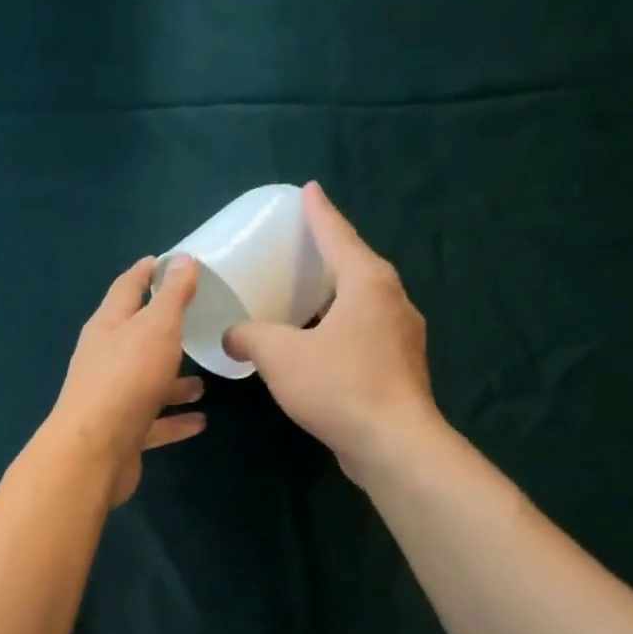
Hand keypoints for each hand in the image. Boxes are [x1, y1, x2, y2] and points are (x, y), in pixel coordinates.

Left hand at [48, 256, 206, 505]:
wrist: (95, 451)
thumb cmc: (126, 378)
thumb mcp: (156, 327)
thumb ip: (172, 295)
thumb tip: (183, 258)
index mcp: (108, 327)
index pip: (127, 288)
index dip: (147, 272)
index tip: (168, 261)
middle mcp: (105, 360)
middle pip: (136, 339)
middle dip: (165, 332)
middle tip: (196, 324)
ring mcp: (112, 399)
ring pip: (147, 383)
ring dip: (174, 382)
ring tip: (204, 383)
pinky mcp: (122, 434)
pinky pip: (154, 422)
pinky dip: (175, 420)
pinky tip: (200, 421)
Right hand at [223, 182, 441, 483]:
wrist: (391, 443)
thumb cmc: (337, 385)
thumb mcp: (279, 356)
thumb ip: (250, 337)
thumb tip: (231, 335)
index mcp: (368, 282)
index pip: (338, 235)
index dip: (319, 213)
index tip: (308, 190)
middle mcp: (392, 301)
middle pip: (356, 267)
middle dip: (328, 256)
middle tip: (299, 249)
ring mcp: (402, 336)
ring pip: (362, 305)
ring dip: (334, 299)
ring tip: (305, 299)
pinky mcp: (400, 368)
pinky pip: (364, 335)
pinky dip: (339, 330)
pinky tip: (318, 348)